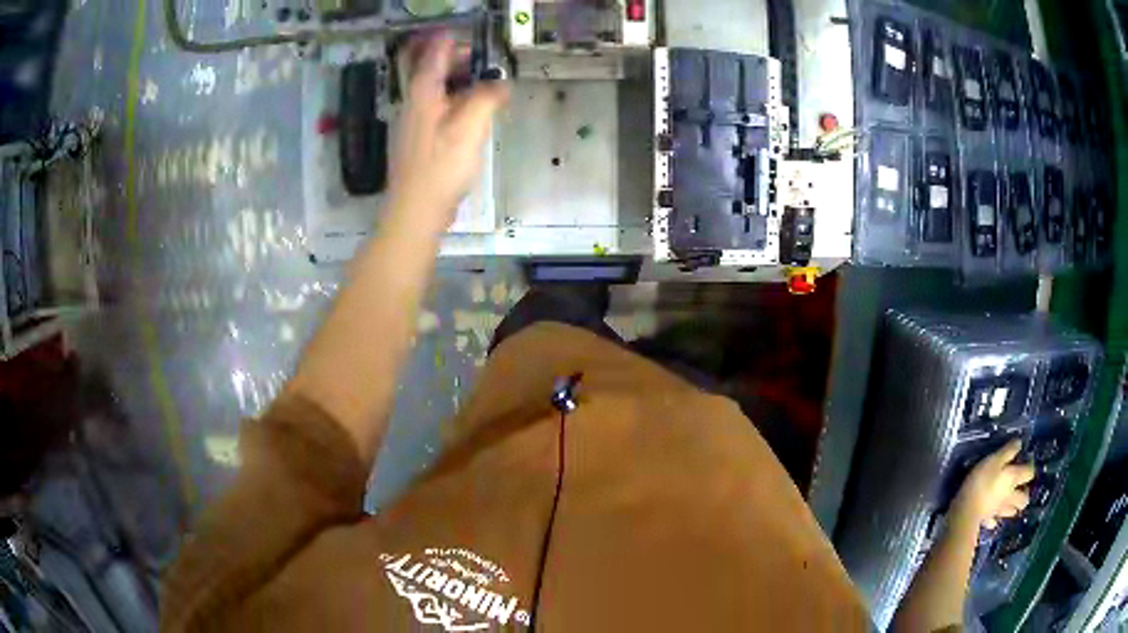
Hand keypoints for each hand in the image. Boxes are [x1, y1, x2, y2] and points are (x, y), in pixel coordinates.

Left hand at [388, 33, 508, 229]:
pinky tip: (471, 119)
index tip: (475, 44)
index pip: (436, 52)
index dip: (455, 43)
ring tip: (485, 90)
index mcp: (424, 91)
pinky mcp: (419, 142)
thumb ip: (488, 96)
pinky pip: (438, 111)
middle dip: (460, 63)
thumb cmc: (442, 165)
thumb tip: (500, 84)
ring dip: (460, 85)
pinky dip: (455, 105)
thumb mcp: (471, 125)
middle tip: (487, 67)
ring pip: (437, 92)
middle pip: (434, 70)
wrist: (416, 210)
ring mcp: (414, 123)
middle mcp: (414, 102)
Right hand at [952, 439, 1035, 528]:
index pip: (1030, 473)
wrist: (966, 510)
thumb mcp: (995, 459)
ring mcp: (1000, 511)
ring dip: (1013, 507)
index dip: (1030, 467)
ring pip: (1012, 511)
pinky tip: (993, 515)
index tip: (1027, 461)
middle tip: (1020, 488)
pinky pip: (995, 521)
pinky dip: (996, 518)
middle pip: (1024, 499)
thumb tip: (1020, 443)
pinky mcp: (988, 520)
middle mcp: (1010, 496)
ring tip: (1009, 502)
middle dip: (1025, 494)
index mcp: (1014, 479)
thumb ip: (1008, 451)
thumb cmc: (981, 481)